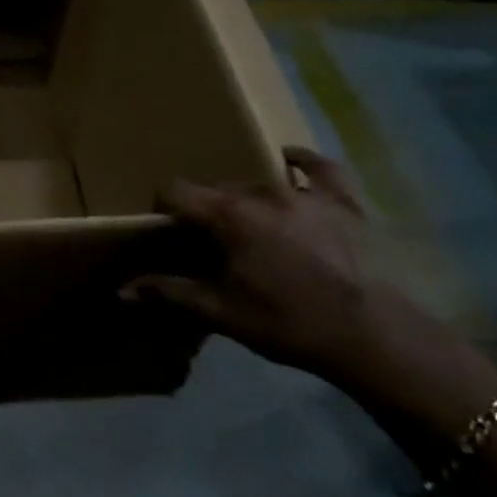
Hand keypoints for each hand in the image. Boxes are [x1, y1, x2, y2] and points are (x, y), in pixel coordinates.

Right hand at [143, 147, 496, 425]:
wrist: (374, 336)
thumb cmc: (289, 322)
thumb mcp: (221, 312)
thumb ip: (169, 293)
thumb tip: (122, 290)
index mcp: (228, 214)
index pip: (176, 190)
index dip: (163, 206)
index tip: (166, 230)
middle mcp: (262, 191)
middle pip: (217, 188)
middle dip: (207, 210)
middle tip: (212, 243)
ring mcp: (307, 193)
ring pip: (259, 181)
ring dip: (246, 198)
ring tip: (250, 225)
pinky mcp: (345, 202)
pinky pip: (320, 168)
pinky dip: (302, 163)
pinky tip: (291, 161)